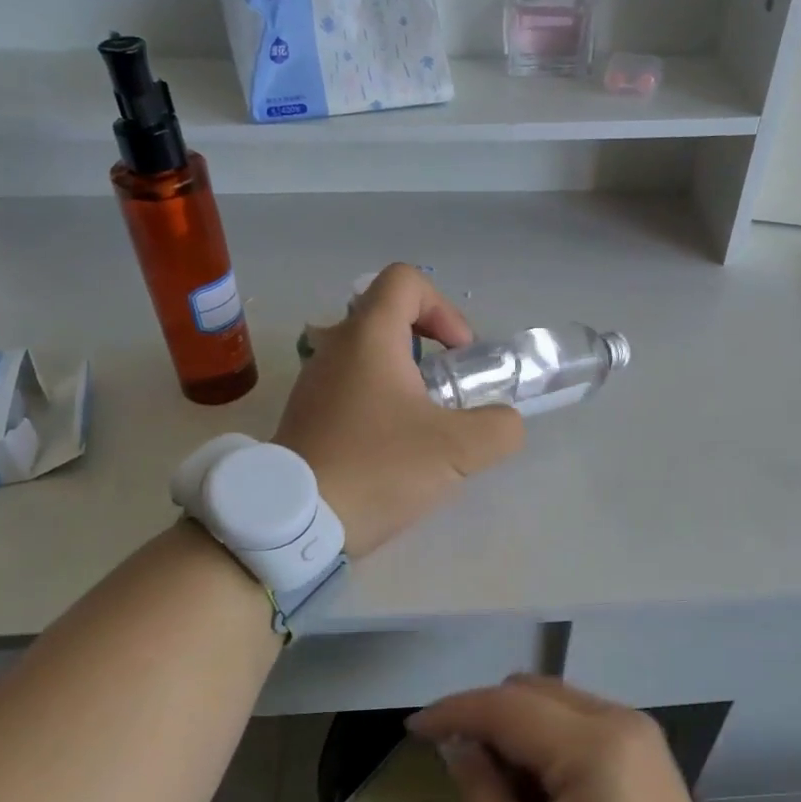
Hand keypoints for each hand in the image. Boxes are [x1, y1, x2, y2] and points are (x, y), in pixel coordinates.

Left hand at [272, 263, 524, 556]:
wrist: (295, 521)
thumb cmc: (378, 468)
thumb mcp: (459, 450)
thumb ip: (499, 427)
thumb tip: (505, 422)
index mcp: (368, 337)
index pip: (405, 280)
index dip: (443, 307)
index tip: (457, 353)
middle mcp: (335, 348)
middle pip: (388, 318)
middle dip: (429, 348)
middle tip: (449, 391)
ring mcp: (314, 383)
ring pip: (369, 357)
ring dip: (405, 379)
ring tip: (426, 426)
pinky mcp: (306, 416)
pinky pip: (351, 389)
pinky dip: (380, 404)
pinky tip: (394, 450)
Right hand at [409, 676, 745, 801]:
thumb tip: (461, 748)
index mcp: (595, 749)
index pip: (505, 707)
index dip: (452, 712)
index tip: (410, 731)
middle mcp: (622, 722)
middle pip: (531, 693)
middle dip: (485, 720)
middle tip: (456, 774)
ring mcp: (640, 737)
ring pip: (554, 705)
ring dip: (515, 733)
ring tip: (498, 796)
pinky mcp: (646, 756)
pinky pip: (579, 726)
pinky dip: (545, 745)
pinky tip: (537, 797)